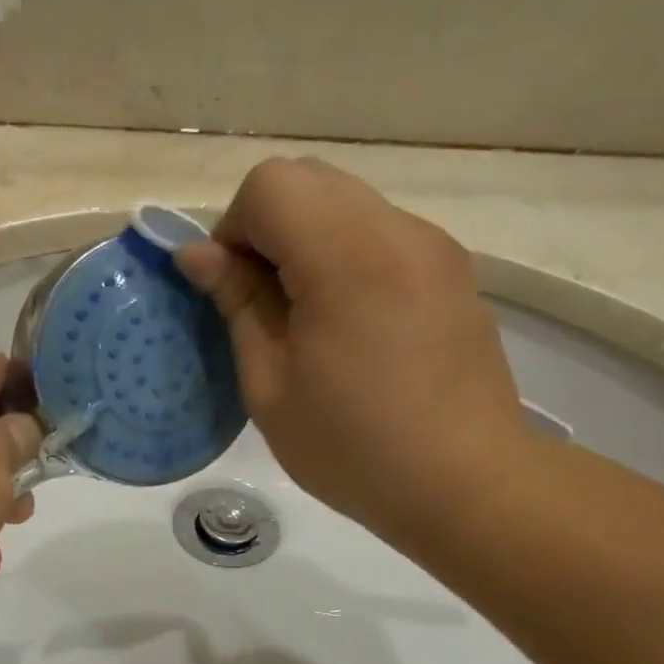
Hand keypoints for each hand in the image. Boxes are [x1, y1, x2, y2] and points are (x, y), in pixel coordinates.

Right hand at [176, 158, 531, 552]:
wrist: (467, 484)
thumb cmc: (353, 446)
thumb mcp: (269, 385)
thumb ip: (236, 303)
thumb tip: (196, 253)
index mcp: (346, 258)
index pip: (270, 185)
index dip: (234, 228)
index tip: (234, 290)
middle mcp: (396, 231)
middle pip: (308, 179)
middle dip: (266, 226)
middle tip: (263, 301)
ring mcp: (432, 245)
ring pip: (345, 200)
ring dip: (305, 238)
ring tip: (306, 315)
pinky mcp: (450, 267)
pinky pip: (378, 230)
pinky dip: (344, 253)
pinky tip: (350, 321)